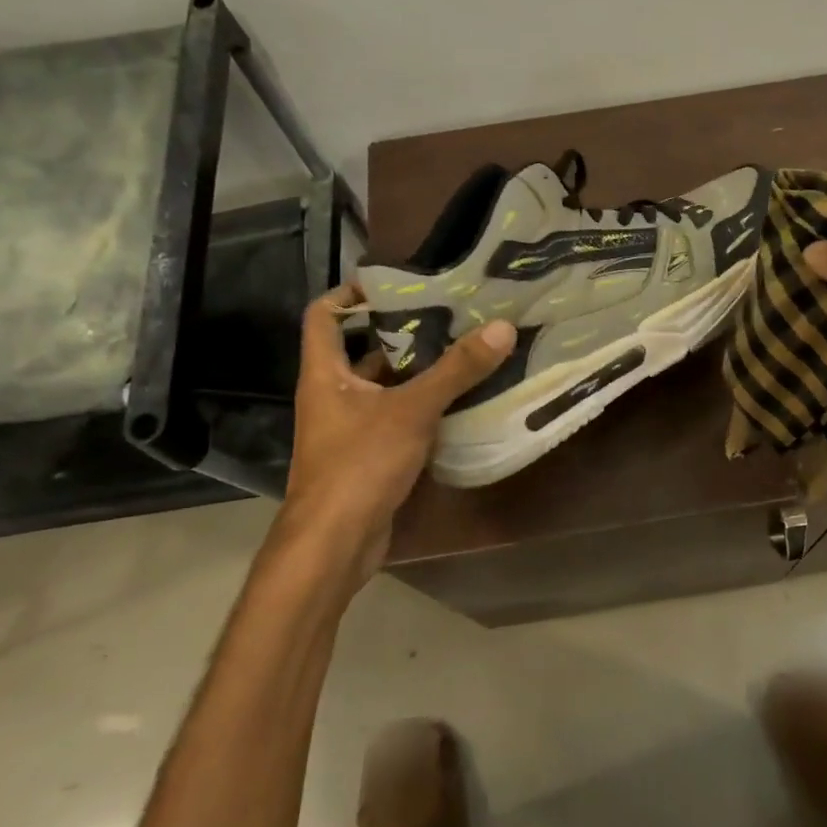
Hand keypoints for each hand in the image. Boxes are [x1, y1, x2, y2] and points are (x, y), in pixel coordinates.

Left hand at [276, 283, 515, 583]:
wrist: (334, 544)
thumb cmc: (360, 464)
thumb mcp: (412, 410)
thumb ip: (456, 370)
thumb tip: (502, 327)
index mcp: (326, 372)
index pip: (324, 315)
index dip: (350, 293)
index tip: (394, 282)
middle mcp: (333, 393)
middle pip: (363, 348)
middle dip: (403, 330)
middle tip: (451, 312)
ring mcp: (350, 426)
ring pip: (386, 385)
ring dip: (419, 370)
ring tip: (465, 347)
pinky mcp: (370, 454)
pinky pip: (398, 417)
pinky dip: (424, 405)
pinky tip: (461, 398)